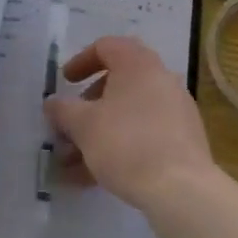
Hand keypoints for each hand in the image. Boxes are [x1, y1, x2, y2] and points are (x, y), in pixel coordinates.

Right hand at [44, 36, 214, 215]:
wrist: (182, 191)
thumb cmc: (126, 144)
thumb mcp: (84, 125)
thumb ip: (63, 110)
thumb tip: (52, 103)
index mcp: (137, 63)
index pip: (106, 47)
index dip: (80, 62)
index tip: (65, 83)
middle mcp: (161, 78)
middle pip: (117, 82)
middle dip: (88, 105)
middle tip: (71, 126)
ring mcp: (176, 109)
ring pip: (129, 113)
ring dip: (101, 131)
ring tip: (75, 163)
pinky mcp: (184, 140)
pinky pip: (145, 133)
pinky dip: (122, 146)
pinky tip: (99, 176)